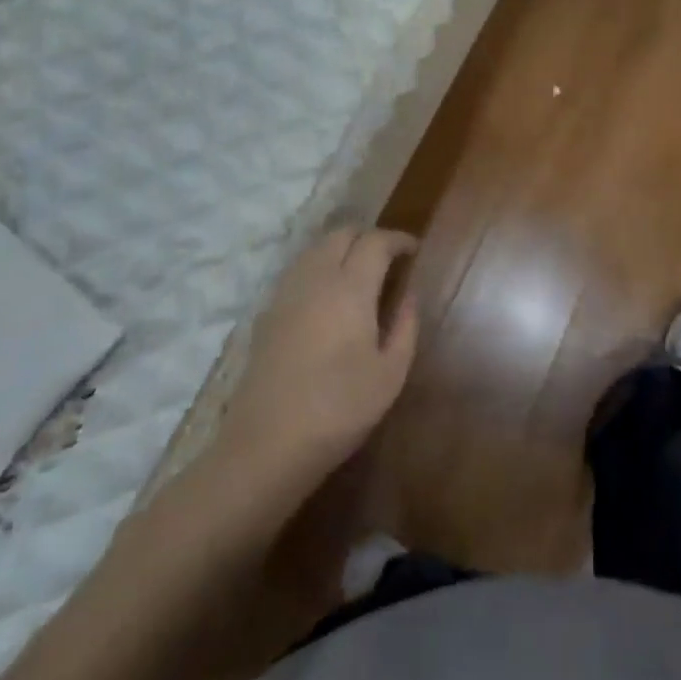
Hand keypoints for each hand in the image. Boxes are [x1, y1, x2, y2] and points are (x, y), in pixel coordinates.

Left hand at [216, 228, 420, 492]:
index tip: (413, 250)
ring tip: (359, 274)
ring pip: (316, 248)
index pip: (376, 241)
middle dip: (368, 237)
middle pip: (342, 234)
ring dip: (341, 249)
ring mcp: (286, 292)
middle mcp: (316, 277)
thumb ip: (405, 326)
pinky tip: (328, 297)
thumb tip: (409, 295)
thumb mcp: (391, 373)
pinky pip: (298, 270)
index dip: (398, 239)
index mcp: (351, 286)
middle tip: (388, 259)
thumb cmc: (339, 409)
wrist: (267, 445)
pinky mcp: (267, 312)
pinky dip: (319, 267)